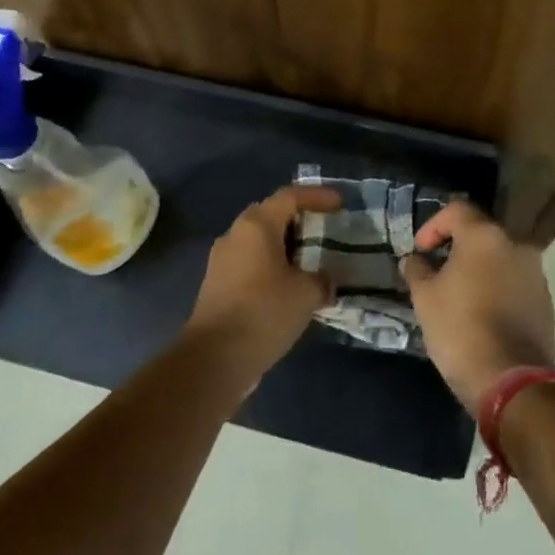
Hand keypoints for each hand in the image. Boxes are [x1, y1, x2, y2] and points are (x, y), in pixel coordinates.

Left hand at [186, 185, 339, 385]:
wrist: (214, 358)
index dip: (317, 196)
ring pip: (259, 242)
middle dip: (299, 220)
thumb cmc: (264, 312)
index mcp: (256, 225)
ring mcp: (222, 261)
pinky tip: (290, 288)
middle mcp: (235, 235)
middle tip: (325, 230)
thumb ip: (321, 280)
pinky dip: (272, 268)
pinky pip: (251, 264)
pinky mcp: (218, 286)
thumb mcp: (306, 294)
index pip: (290, 196)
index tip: (340, 204)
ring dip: (285, 247)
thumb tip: (325, 280)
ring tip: (312, 261)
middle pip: (271, 215)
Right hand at [402, 202, 554, 413]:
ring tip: (459, 295)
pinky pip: (515, 283)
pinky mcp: (546, 301)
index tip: (420, 251)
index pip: (457, 210)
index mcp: (485, 236)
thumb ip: (416, 269)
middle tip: (437, 272)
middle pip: (481, 234)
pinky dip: (497, 289)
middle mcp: (516, 245)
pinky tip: (482, 314)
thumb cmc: (460, 328)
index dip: (433, 226)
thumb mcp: (424, 298)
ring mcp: (535, 273)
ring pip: (500, 259)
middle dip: (456, 248)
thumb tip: (414, 259)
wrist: (511, 380)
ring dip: (479, 269)